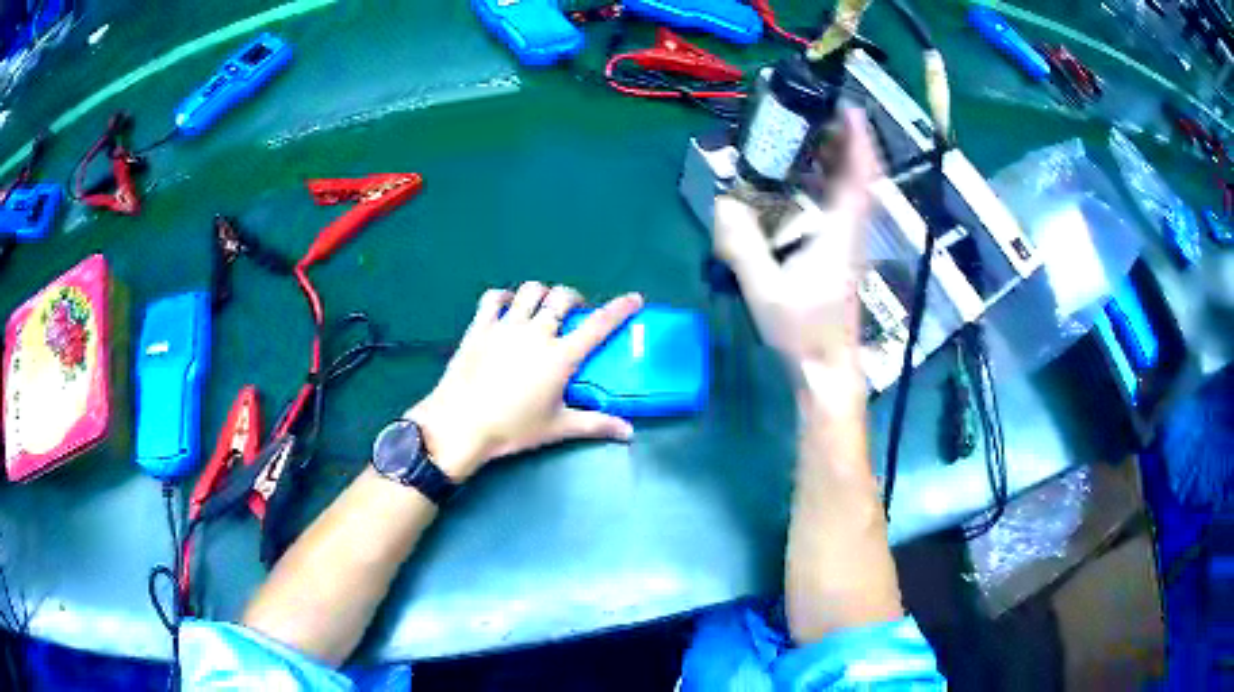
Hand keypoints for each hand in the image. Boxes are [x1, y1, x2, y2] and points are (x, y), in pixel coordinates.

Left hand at [407, 283, 644, 480]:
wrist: (461, 424)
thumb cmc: (512, 428)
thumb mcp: (557, 428)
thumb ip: (595, 425)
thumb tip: (629, 432)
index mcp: (560, 356)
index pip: (598, 325)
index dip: (619, 308)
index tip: (634, 298)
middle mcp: (536, 332)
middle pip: (562, 297)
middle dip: (573, 298)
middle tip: (573, 313)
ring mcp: (505, 326)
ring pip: (530, 291)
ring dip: (542, 294)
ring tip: (541, 308)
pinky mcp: (480, 327)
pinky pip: (493, 298)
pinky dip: (503, 297)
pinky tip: (506, 307)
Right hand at [713, 108, 878, 377]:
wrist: (827, 367)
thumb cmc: (804, 332)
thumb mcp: (765, 290)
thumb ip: (742, 246)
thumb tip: (722, 205)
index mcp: (840, 234)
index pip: (860, 178)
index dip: (859, 141)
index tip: (850, 108)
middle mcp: (851, 233)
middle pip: (857, 177)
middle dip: (843, 142)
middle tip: (817, 115)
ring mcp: (849, 244)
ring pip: (850, 192)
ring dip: (836, 162)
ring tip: (807, 139)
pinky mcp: (841, 255)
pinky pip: (840, 208)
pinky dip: (827, 186)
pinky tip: (801, 185)